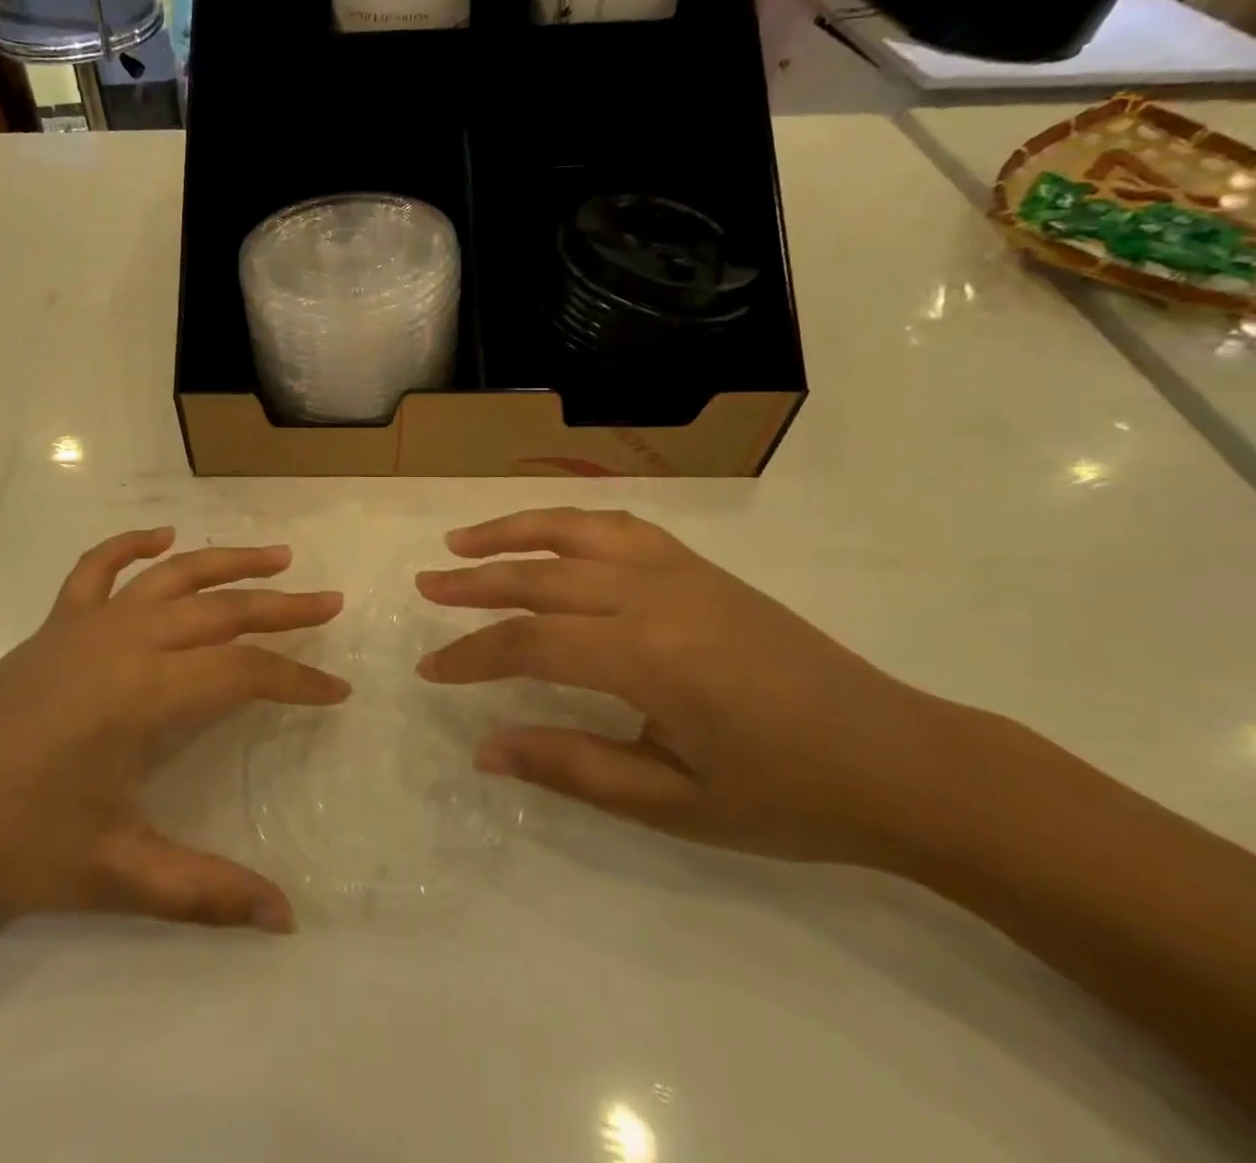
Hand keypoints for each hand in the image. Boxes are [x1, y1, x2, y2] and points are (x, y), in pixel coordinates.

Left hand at [0, 529, 346, 932]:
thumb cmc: (8, 841)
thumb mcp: (112, 872)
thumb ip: (202, 891)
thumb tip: (285, 918)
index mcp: (144, 691)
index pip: (244, 673)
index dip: (297, 680)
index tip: (338, 691)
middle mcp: (125, 640)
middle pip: (220, 610)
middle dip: (282, 608)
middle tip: (331, 604)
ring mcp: (86, 623)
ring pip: (172, 576)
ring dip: (227, 561)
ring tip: (275, 557)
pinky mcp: (54, 624)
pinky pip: (98, 567)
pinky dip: (133, 545)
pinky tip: (162, 538)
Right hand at [414, 507, 978, 866]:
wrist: (902, 761)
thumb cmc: (788, 796)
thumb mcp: (674, 803)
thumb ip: (572, 766)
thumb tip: (485, 748)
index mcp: (649, 656)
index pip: (531, 643)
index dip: (472, 655)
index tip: (431, 670)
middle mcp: (655, 594)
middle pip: (541, 574)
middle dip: (474, 582)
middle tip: (424, 586)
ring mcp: (681, 570)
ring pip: (575, 531)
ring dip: (512, 531)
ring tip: (463, 540)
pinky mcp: (701, 567)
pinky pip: (619, 526)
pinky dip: (569, 523)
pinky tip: (548, 535)